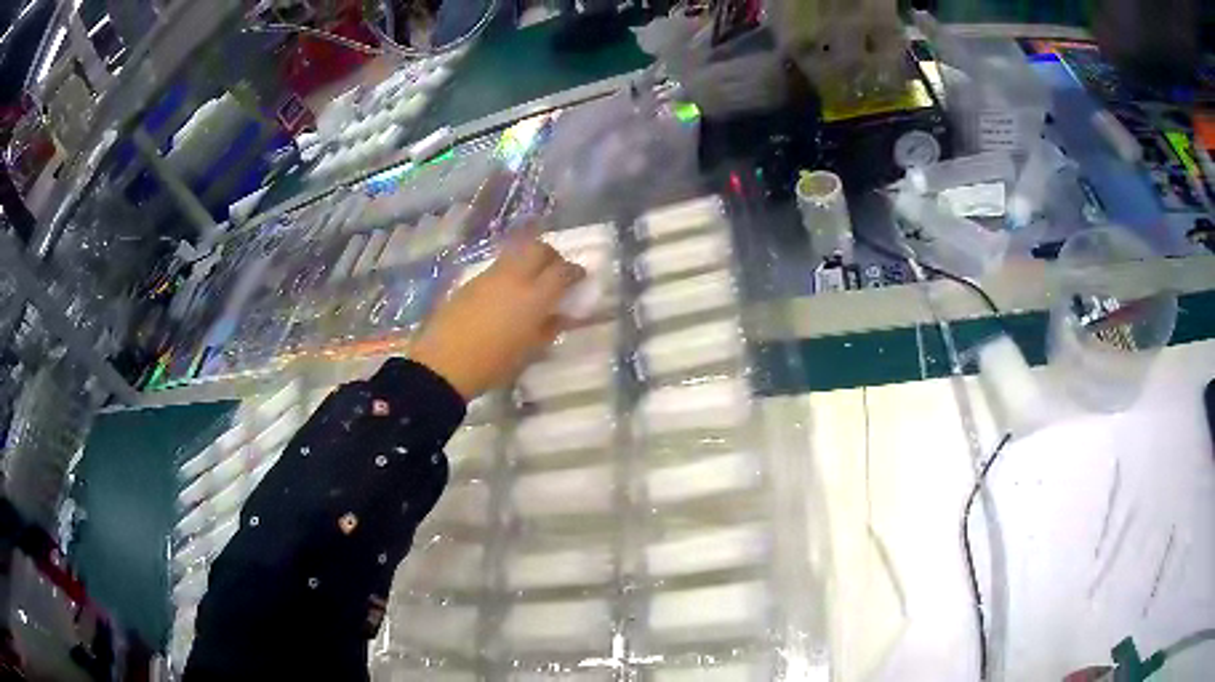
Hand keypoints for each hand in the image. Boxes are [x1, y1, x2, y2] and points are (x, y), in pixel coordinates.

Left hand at [410, 230, 584, 400]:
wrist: (444, 363)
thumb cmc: (493, 364)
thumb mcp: (529, 352)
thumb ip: (549, 328)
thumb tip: (561, 315)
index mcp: (535, 297)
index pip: (563, 271)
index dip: (575, 272)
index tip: (579, 278)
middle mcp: (515, 277)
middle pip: (539, 248)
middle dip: (551, 256)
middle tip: (555, 271)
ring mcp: (490, 276)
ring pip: (516, 253)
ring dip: (529, 259)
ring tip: (530, 280)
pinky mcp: (471, 281)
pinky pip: (498, 267)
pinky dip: (510, 271)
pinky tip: (506, 292)